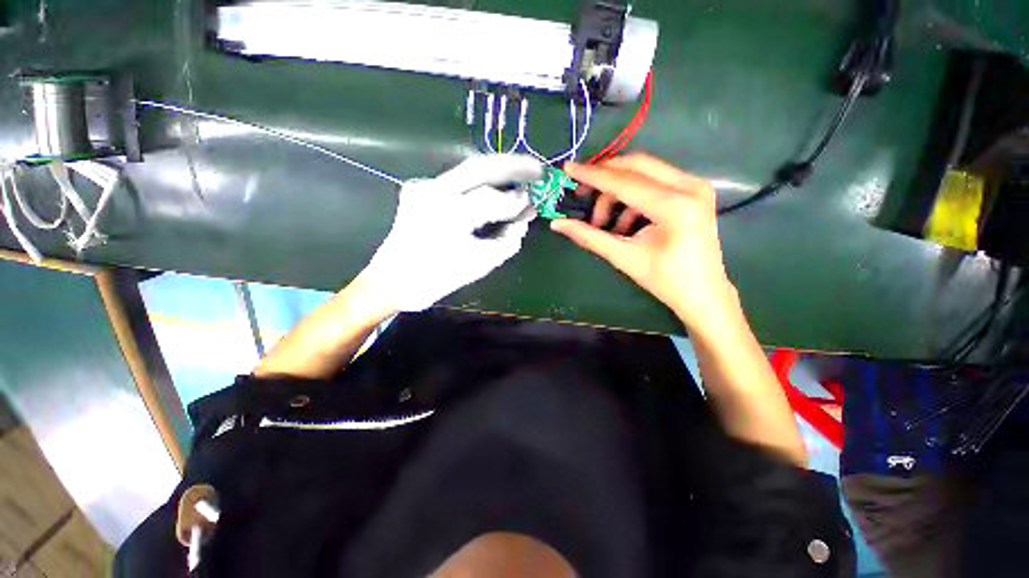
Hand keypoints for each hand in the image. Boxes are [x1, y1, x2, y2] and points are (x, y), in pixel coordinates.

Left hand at [365, 154, 542, 311]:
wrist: (392, 281)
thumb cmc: (436, 278)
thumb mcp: (480, 264)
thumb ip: (507, 240)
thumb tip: (523, 220)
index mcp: (447, 214)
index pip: (491, 198)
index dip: (516, 202)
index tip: (533, 204)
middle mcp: (432, 191)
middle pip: (480, 167)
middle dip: (513, 165)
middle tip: (536, 170)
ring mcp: (423, 186)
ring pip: (468, 170)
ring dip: (496, 172)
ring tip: (520, 177)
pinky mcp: (418, 189)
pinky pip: (456, 182)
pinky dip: (478, 184)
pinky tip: (492, 189)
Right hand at [551, 154, 735, 328]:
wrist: (703, 293)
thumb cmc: (665, 281)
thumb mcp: (623, 257)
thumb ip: (589, 237)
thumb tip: (557, 224)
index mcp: (674, 206)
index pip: (624, 182)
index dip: (592, 175)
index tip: (568, 169)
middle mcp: (689, 186)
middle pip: (636, 165)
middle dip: (604, 177)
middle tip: (581, 193)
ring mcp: (695, 185)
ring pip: (645, 171)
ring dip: (617, 191)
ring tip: (603, 221)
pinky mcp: (694, 190)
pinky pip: (655, 181)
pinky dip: (632, 196)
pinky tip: (624, 222)